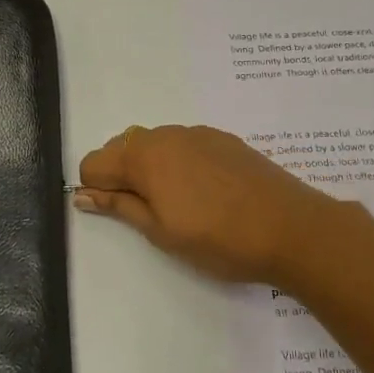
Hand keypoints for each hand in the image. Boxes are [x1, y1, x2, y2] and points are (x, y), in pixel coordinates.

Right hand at [73, 124, 346, 284]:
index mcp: (143, 156)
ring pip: (154, 144)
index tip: (118, 214)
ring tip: (177, 205)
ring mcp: (197, 133)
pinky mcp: (223, 139)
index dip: (97, 189)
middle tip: (146, 213)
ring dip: (150, 168)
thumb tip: (82, 194)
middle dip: (121, 175)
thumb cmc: (218, 239)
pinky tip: (203, 192)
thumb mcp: (160, 231)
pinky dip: (178, 162)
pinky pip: (183, 144)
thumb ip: (119, 206)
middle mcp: (166, 134)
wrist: (291, 228)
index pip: (94, 162)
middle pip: (122, 147)